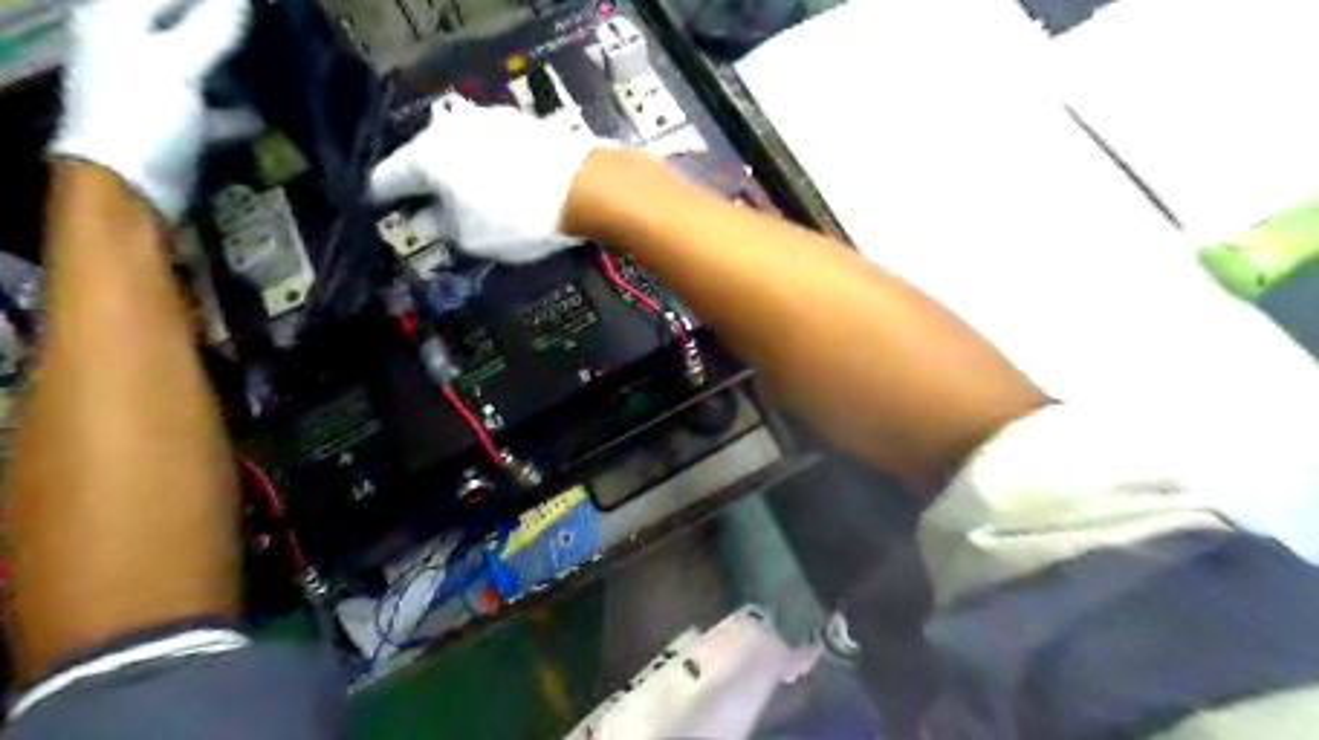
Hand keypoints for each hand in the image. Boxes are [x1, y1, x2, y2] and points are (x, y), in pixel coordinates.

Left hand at [49, 0, 251, 220]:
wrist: (133, 184)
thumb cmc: (144, 114)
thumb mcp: (177, 64)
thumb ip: (210, 28)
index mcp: (118, 20)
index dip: (217, 0)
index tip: (261, 4)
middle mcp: (132, 48)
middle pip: (187, 27)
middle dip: (229, 29)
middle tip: (272, 30)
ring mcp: (155, 88)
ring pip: (205, 68)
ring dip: (238, 70)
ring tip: (277, 69)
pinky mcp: (178, 123)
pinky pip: (216, 108)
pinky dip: (240, 111)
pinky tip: (267, 117)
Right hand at [367, 91, 616, 262]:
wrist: (586, 186)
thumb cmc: (520, 218)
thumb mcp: (472, 237)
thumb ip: (439, 228)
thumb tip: (422, 220)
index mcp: (427, 155)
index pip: (388, 177)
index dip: (381, 198)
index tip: (379, 210)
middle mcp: (451, 127)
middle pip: (423, 157)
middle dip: (421, 183)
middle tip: (422, 206)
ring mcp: (488, 119)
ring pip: (458, 148)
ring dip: (455, 171)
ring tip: (461, 196)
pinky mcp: (520, 121)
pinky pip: (488, 146)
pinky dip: (484, 163)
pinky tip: (495, 180)